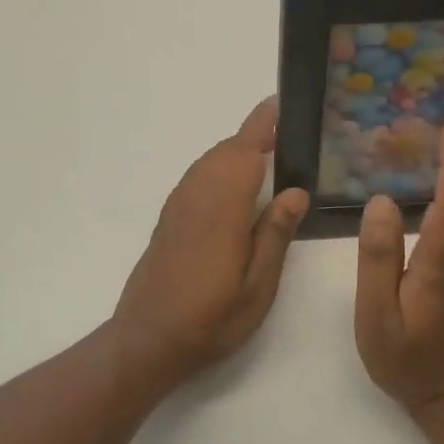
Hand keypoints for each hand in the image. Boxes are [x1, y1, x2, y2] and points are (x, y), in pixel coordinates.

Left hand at [113, 97, 309, 382]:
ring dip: (236, 151)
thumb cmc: (211, 319)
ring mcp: (178, 206)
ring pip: (209, 162)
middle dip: (254, 136)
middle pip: (226, 151)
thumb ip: (274, 234)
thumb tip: (297, 190)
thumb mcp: (257, 287)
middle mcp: (197, 197)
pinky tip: (234, 187)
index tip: (280, 103)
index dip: (262, 125)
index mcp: (222, 209)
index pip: (244, 152)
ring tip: (268, 156)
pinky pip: (197, 177)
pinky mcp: (168, 218)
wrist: (147, 340)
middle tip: (288, 136)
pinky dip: (218, 167)